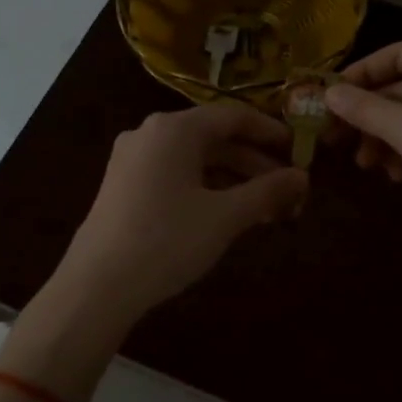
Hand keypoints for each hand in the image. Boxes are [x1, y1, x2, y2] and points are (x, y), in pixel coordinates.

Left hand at [52, 103, 308, 325]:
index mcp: (175, 128)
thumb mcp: (225, 216)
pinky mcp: (123, 185)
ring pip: (195, 160)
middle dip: (255, 164)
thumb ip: (268, 191)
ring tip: (265, 209)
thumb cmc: (167, 241)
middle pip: (214, 138)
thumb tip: (302, 176)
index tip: (299, 151)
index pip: (234, 116)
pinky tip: (226, 214)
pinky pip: (175, 174)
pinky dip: (206, 188)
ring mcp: (132, 159)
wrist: (98, 285)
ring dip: (233, 179)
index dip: (271, 132)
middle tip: (288, 190)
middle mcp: (151, 133)